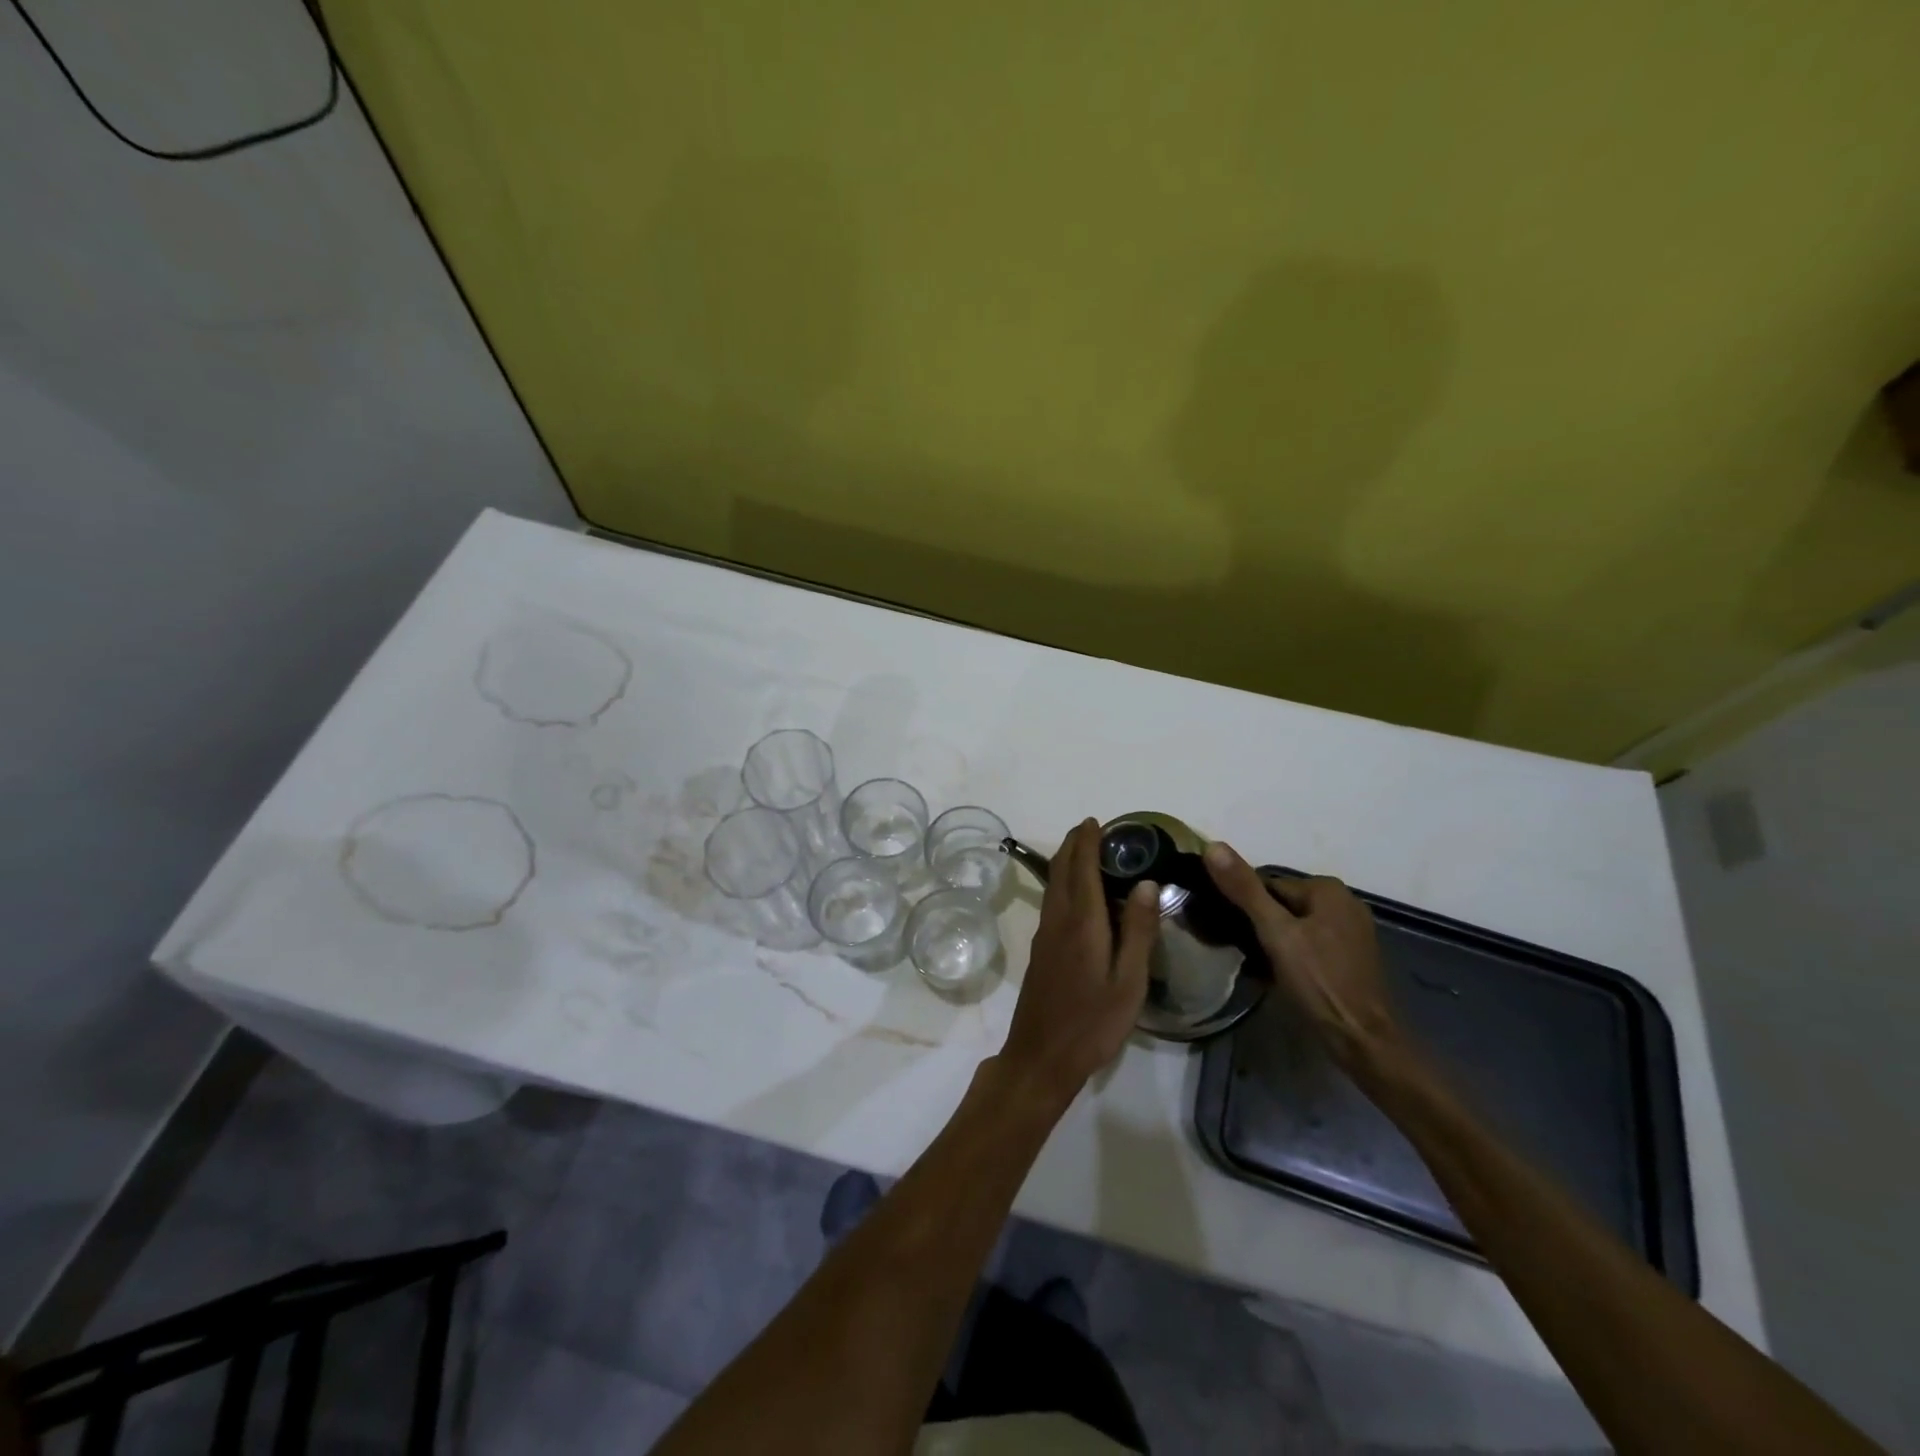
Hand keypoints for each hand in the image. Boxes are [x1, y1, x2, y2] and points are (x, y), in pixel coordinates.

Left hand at [999, 819, 1159, 1106]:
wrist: (1041, 1057)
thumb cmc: (1092, 1023)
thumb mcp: (1129, 982)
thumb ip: (1138, 931)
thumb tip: (1147, 883)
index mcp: (1082, 922)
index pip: (1082, 868)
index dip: (1087, 841)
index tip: (1096, 821)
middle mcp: (1058, 920)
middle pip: (1060, 870)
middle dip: (1073, 844)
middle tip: (1092, 829)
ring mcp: (1045, 935)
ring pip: (1053, 885)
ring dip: (1066, 862)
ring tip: (1086, 852)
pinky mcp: (1041, 951)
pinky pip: (1052, 901)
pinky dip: (1063, 882)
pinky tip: (1078, 894)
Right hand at [1203, 841, 1405, 1076]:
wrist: (1362, 1040)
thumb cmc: (1318, 981)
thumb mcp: (1275, 933)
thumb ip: (1244, 889)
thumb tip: (1213, 845)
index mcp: (1328, 889)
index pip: (1269, 885)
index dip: (1245, 906)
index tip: (1230, 929)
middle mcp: (1345, 903)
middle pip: (1284, 905)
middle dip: (1261, 924)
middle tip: (1242, 950)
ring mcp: (1352, 932)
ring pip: (1297, 926)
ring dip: (1275, 941)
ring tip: (1256, 964)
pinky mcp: (1353, 958)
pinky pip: (1312, 945)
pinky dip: (1294, 954)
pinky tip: (1280, 975)